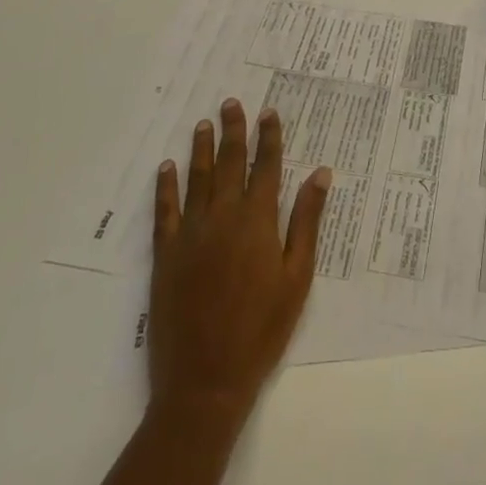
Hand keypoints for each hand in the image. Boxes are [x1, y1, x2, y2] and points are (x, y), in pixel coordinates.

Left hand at [149, 99, 330, 428]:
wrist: (205, 381)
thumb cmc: (261, 329)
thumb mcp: (297, 277)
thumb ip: (306, 221)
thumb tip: (321, 173)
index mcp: (258, 220)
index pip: (266, 166)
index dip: (269, 137)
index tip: (269, 112)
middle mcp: (223, 216)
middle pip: (230, 163)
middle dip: (234, 130)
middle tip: (231, 102)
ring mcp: (191, 233)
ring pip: (198, 178)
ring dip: (201, 149)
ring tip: (203, 124)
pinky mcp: (166, 255)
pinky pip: (165, 210)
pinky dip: (166, 186)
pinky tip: (166, 168)